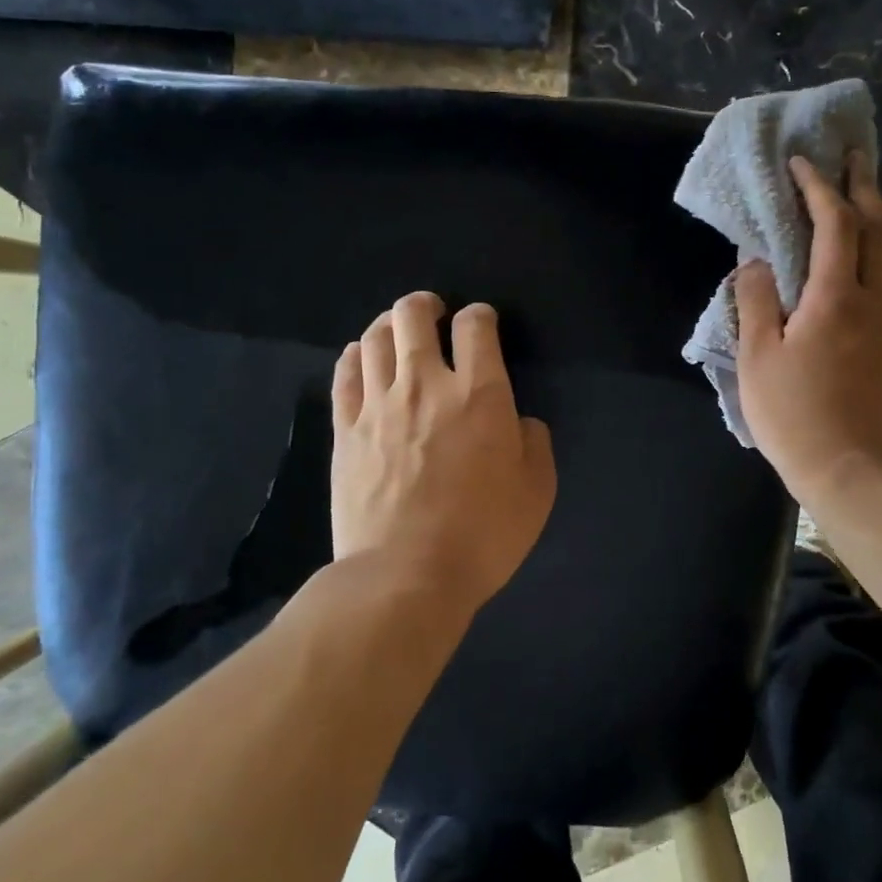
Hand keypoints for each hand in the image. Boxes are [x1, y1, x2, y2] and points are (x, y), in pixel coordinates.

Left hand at [331, 292, 556, 616]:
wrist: (406, 576)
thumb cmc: (483, 535)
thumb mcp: (537, 491)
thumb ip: (534, 443)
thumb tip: (519, 421)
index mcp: (479, 395)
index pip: (476, 326)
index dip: (480, 315)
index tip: (482, 324)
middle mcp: (425, 385)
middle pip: (413, 317)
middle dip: (426, 305)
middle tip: (434, 313)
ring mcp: (378, 405)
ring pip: (374, 338)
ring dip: (388, 324)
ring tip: (397, 330)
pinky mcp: (345, 430)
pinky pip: (344, 375)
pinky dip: (354, 355)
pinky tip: (360, 356)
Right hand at [735, 153, 881, 508]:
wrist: (850, 469)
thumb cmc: (793, 414)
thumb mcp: (757, 358)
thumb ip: (756, 301)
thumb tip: (755, 262)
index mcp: (836, 296)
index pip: (834, 223)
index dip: (817, 188)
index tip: (799, 162)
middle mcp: (872, 299)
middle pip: (876, 228)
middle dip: (861, 187)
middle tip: (850, 157)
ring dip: (872, 217)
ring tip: (854, 196)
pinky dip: (871, 251)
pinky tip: (856, 258)